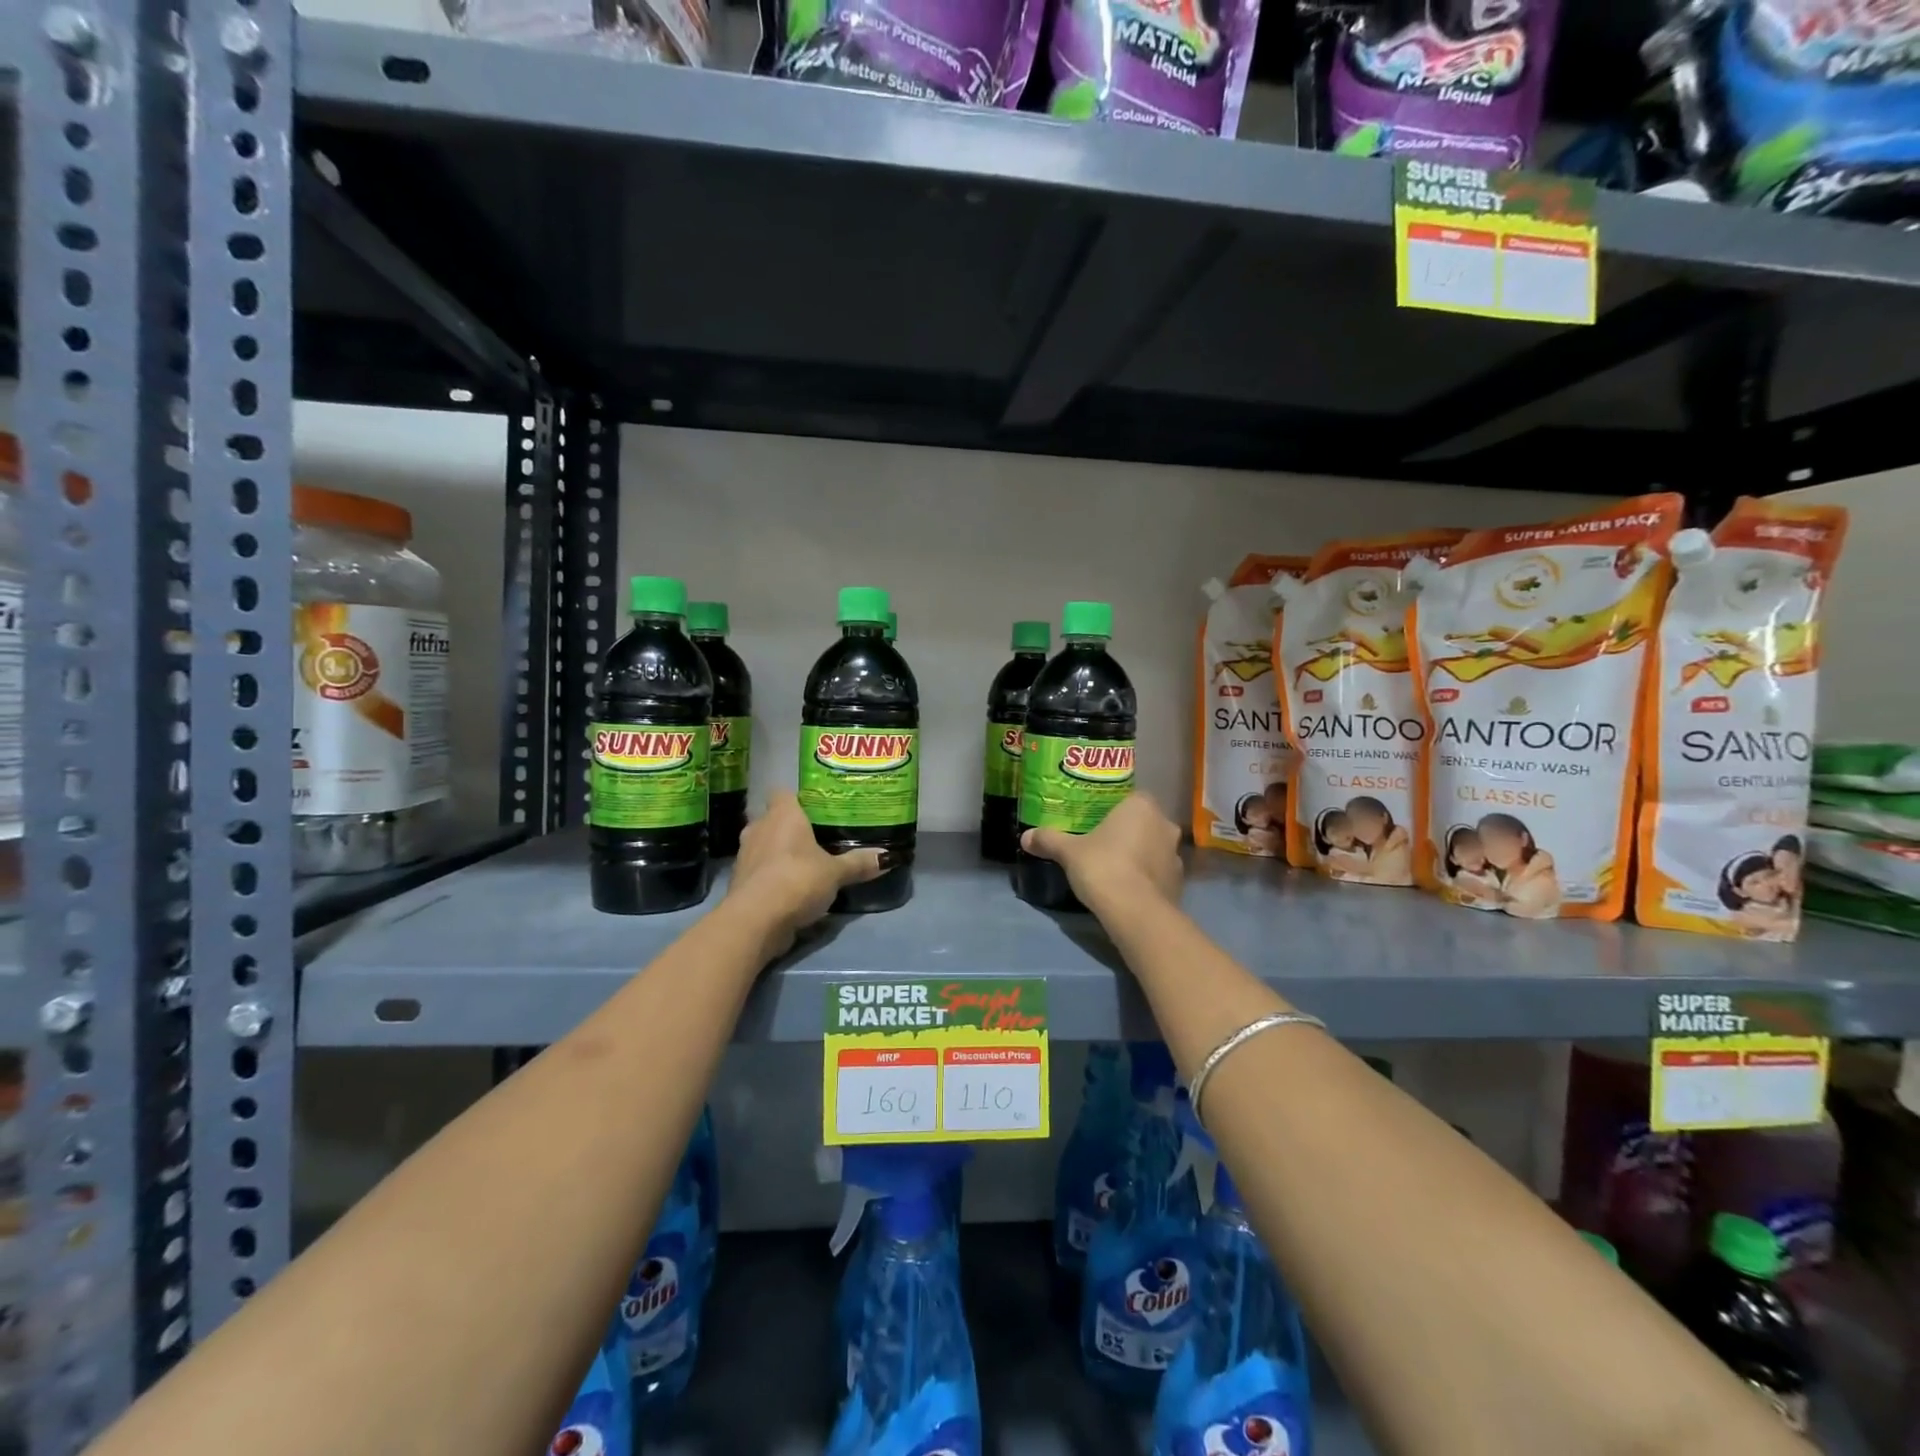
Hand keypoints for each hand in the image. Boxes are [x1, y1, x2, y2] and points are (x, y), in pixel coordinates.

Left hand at [727, 790, 884, 958]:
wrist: (755, 920)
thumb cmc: (797, 880)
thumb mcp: (836, 873)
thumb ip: (858, 863)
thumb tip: (887, 857)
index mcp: (782, 815)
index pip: (783, 793)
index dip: (798, 799)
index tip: (816, 809)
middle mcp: (759, 828)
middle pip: (774, 819)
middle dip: (791, 828)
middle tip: (816, 838)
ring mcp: (745, 855)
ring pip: (765, 845)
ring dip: (779, 853)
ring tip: (805, 864)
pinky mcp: (739, 881)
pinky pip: (759, 870)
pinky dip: (772, 876)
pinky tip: (791, 887)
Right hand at [1020, 792, 1182, 913]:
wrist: (1136, 913)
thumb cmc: (1103, 867)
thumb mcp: (1069, 852)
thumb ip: (1049, 840)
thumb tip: (1025, 836)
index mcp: (1141, 806)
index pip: (1131, 797)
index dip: (1115, 808)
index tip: (1097, 820)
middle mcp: (1164, 824)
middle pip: (1144, 822)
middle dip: (1127, 831)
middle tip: (1102, 843)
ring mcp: (1176, 855)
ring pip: (1153, 847)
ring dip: (1139, 854)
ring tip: (1115, 868)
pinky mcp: (1179, 882)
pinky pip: (1159, 872)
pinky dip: (1147, 877)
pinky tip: (1128, 888)